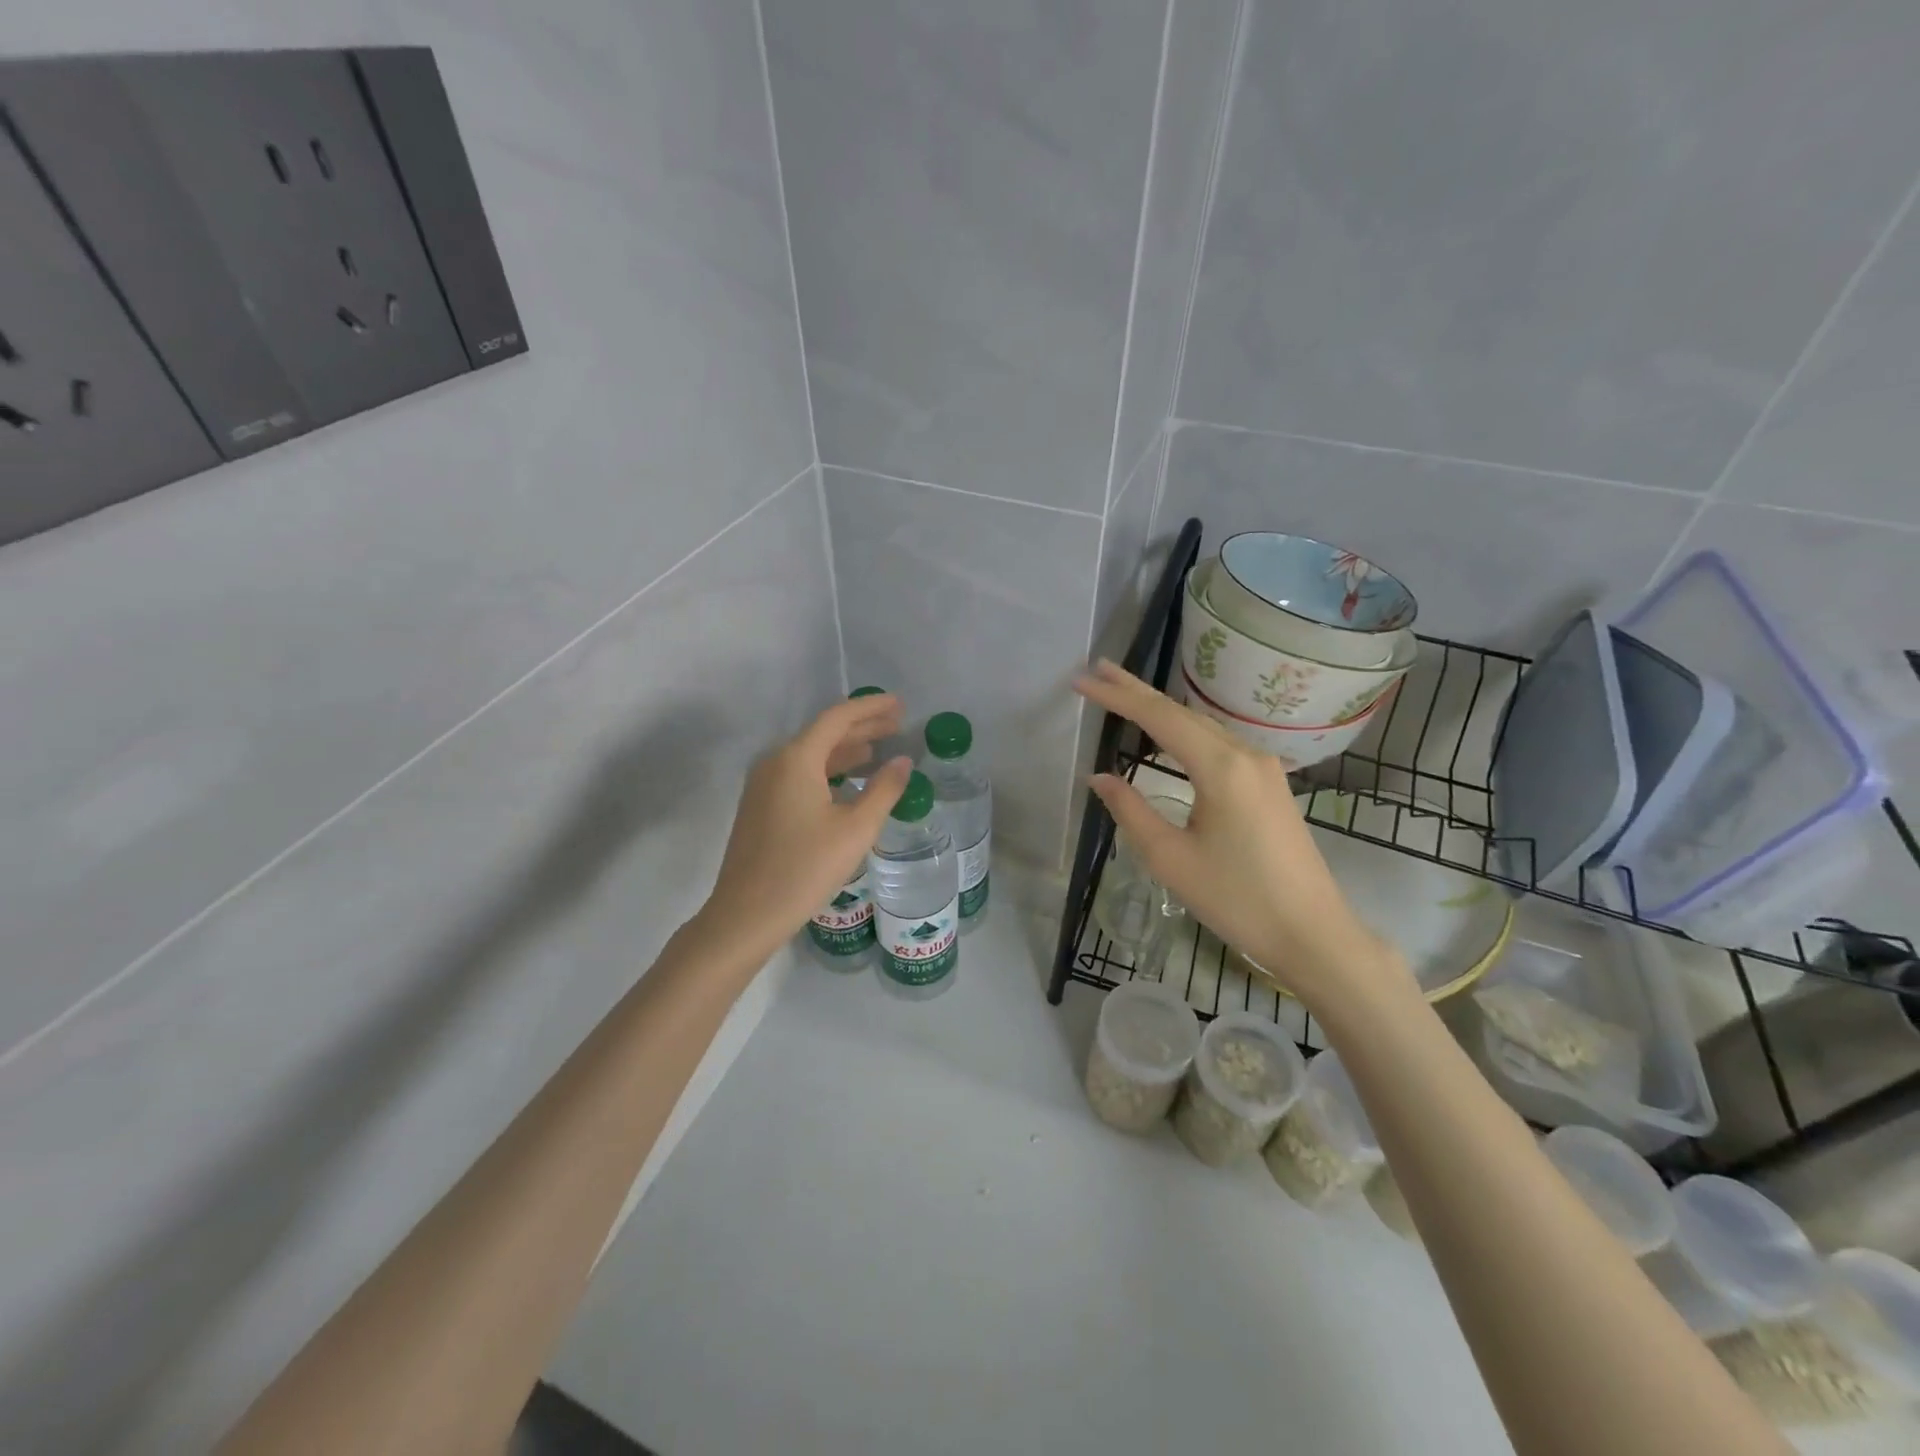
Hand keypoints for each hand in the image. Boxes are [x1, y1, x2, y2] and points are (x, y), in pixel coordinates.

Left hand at [696, 694, 913, 961]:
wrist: (746, 914)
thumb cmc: (805, 868)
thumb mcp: (855, 829)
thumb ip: (883, 789)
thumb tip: (903, 761)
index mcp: (796, 759)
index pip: (838, 718)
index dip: (871, 709)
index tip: (900, 705)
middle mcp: (775, 763)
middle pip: (823, 733)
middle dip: (861, 727)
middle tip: (897, 724)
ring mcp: (763, 785)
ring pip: (810, 755)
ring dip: (845, 750)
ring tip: (878, 750)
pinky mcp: (760, 807)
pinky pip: (799, 774)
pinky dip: (828, 770)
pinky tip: (848, 783)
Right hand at [1074, 661, 1405, 1012]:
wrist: (1313, 934)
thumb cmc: (1237, 900)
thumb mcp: (1171, 859)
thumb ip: (1130, 811)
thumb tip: (1100, 778)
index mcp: (1222, 768)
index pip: (1159, 718)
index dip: (1117, 697)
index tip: (1082, 682)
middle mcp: (1246, 755)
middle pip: (1183, 713)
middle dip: (1138, 691)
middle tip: (1099, 669)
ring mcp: (1263, 768)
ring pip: (1203, 727)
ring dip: (1161, 710)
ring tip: (1124, 694)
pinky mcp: (1270, 785)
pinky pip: (1219, 744)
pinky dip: (1184, 732)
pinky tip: (1168, 734)